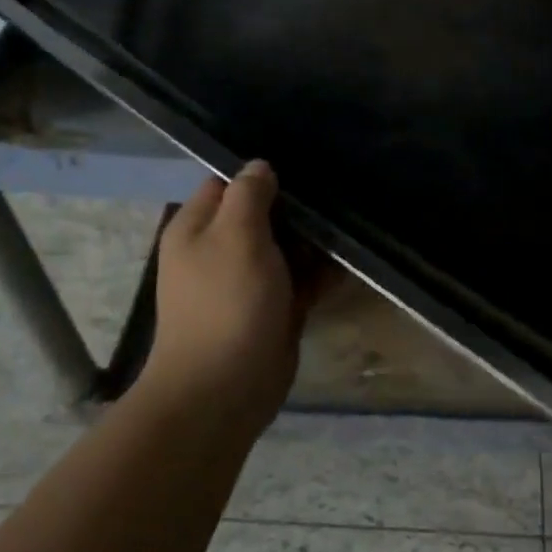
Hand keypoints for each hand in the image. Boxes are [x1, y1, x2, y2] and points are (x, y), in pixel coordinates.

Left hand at [139, 160, 327, 422]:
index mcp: (198, 227)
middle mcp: (220, 250)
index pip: (227, 183)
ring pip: (286, 247)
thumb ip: (248, 195)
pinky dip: (322, 272)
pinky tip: (352, 260)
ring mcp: (248, 282)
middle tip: (338, 190)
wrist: (225, 388)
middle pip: (262, 214)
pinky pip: (301, 280)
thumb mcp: (236, 235)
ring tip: (353, 221)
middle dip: (297, 206)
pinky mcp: (274, 308)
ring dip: (315, 239)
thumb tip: (260, 166)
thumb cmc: (226, 302)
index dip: (261, 172)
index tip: (304, 162)